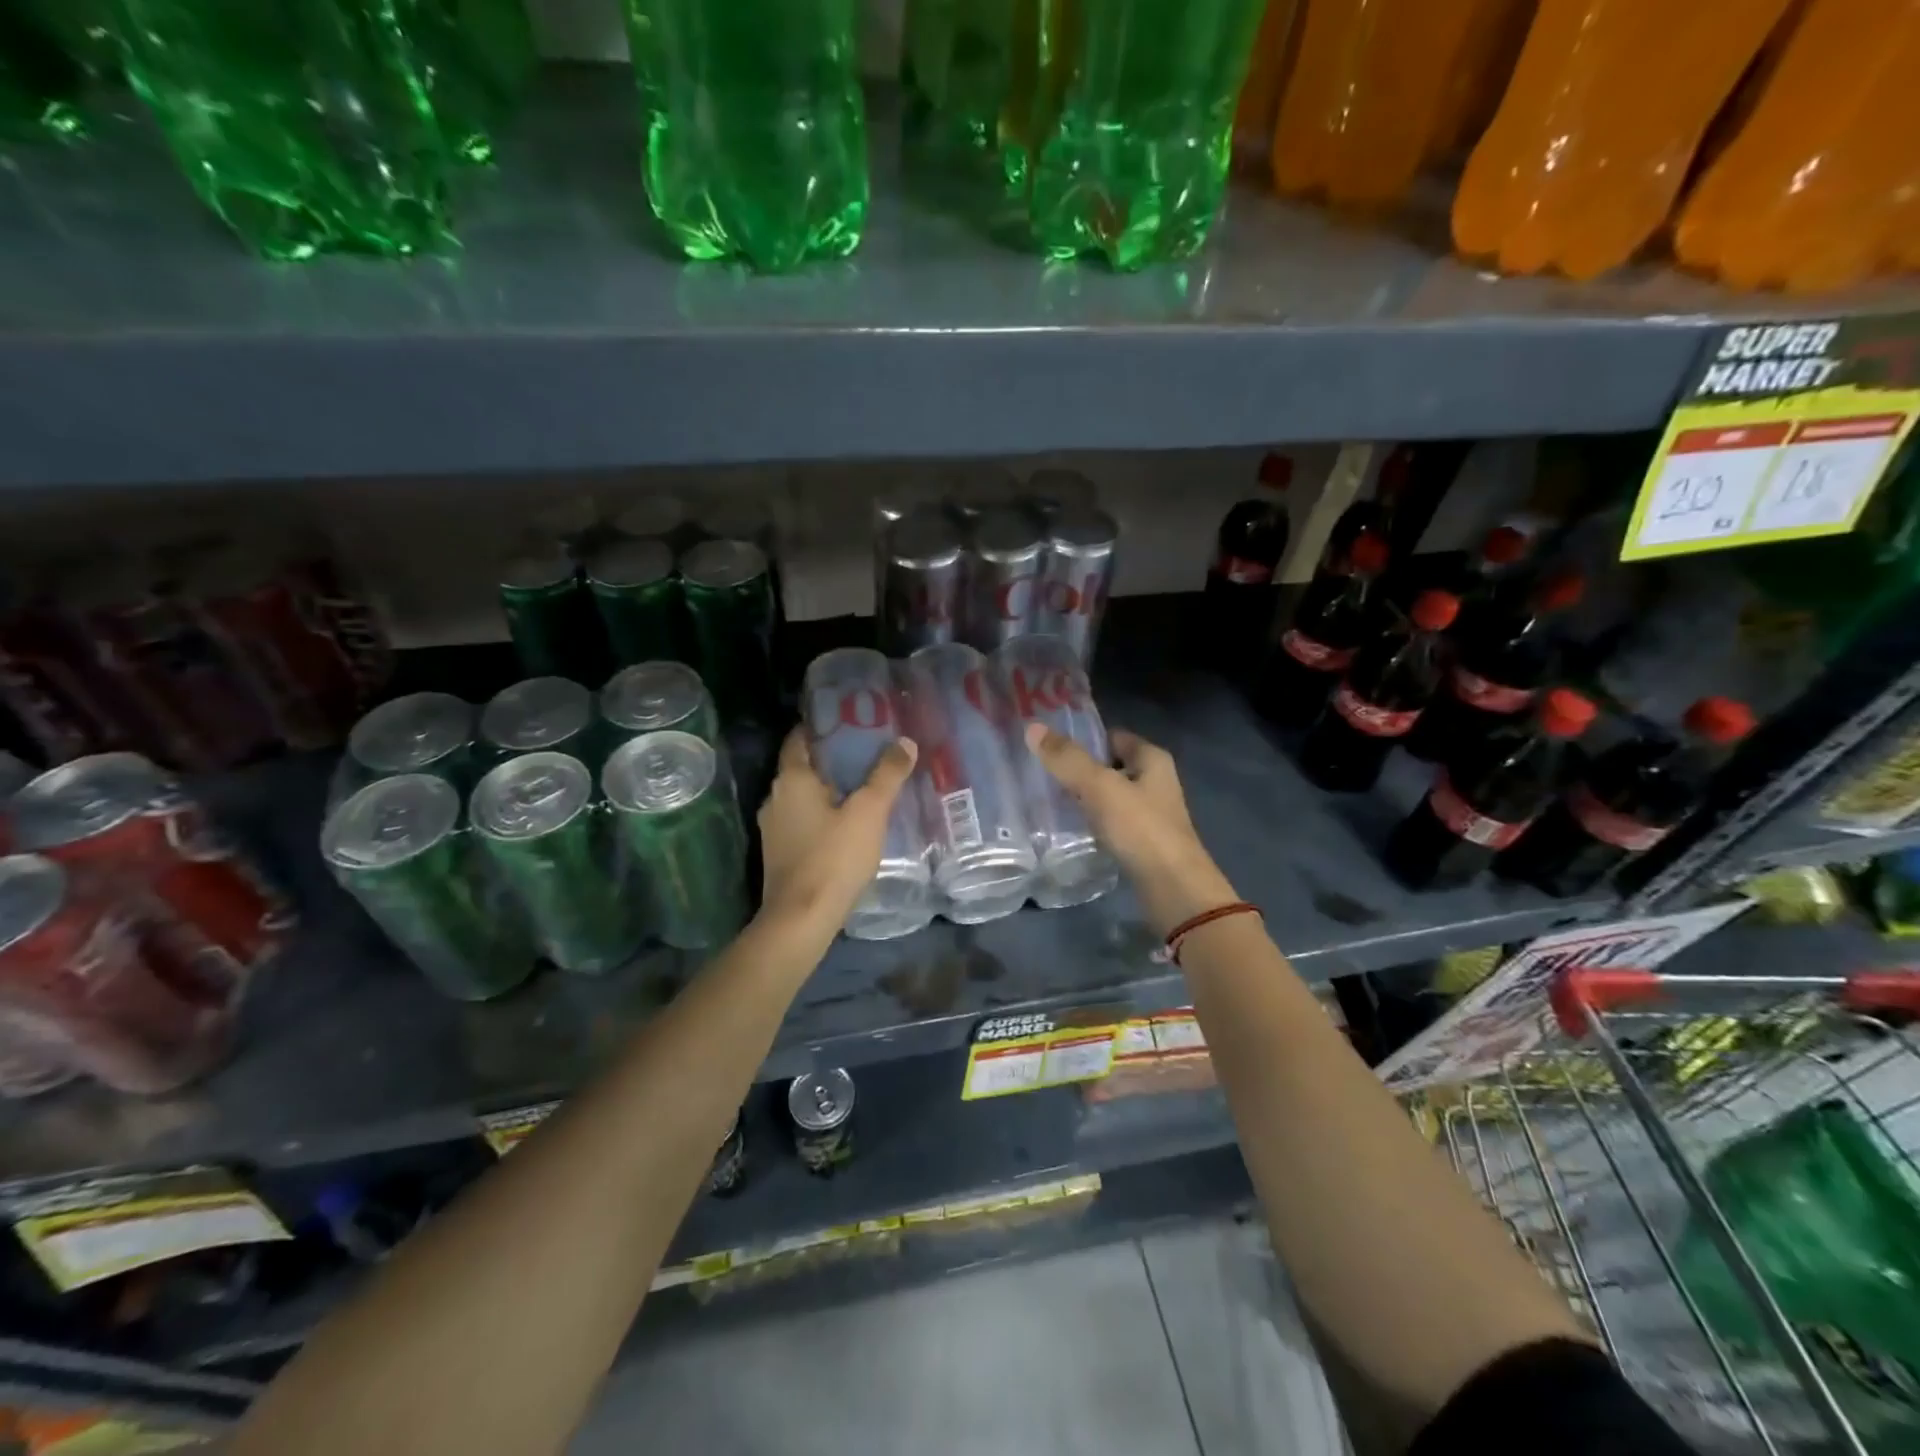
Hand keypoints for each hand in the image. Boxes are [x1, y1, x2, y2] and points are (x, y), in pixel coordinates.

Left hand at [758, 727, 918, 937]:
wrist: (801, 919)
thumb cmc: (834, 857)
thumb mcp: (869, 812)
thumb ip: (887, 775)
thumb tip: (904, 742)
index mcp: (791, 779)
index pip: (799, 738)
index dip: (821, 726)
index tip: (850, 720)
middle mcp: (774, 797)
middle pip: (803, 766)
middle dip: (832, 758)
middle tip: (867, 752)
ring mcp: (773, 827)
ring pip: (803, 796)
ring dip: (828, 788)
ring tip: (863, 786)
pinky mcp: (779, 852)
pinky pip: (802, 820)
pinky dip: (822, 813)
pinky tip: (847, 822)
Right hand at [1024, 723, 1239, 936]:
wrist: (1173, 888)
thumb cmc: (1140, 828)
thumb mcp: (1099, 787)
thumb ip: (1067, 759)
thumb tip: (1033, 727)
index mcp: (1152, 759)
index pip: (1112, 736)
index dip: (1083, 739)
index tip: (1049, 746)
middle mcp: (1155, 781)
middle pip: (1110, 766)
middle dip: (1080, 769)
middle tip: (1042, 773)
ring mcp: (1151, 813)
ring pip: (1110, 796)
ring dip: (1085, 798)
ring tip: (1049, 800)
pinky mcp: (1143, 842)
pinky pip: (1112, 822)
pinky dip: (1093, 822)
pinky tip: (1071, 829)